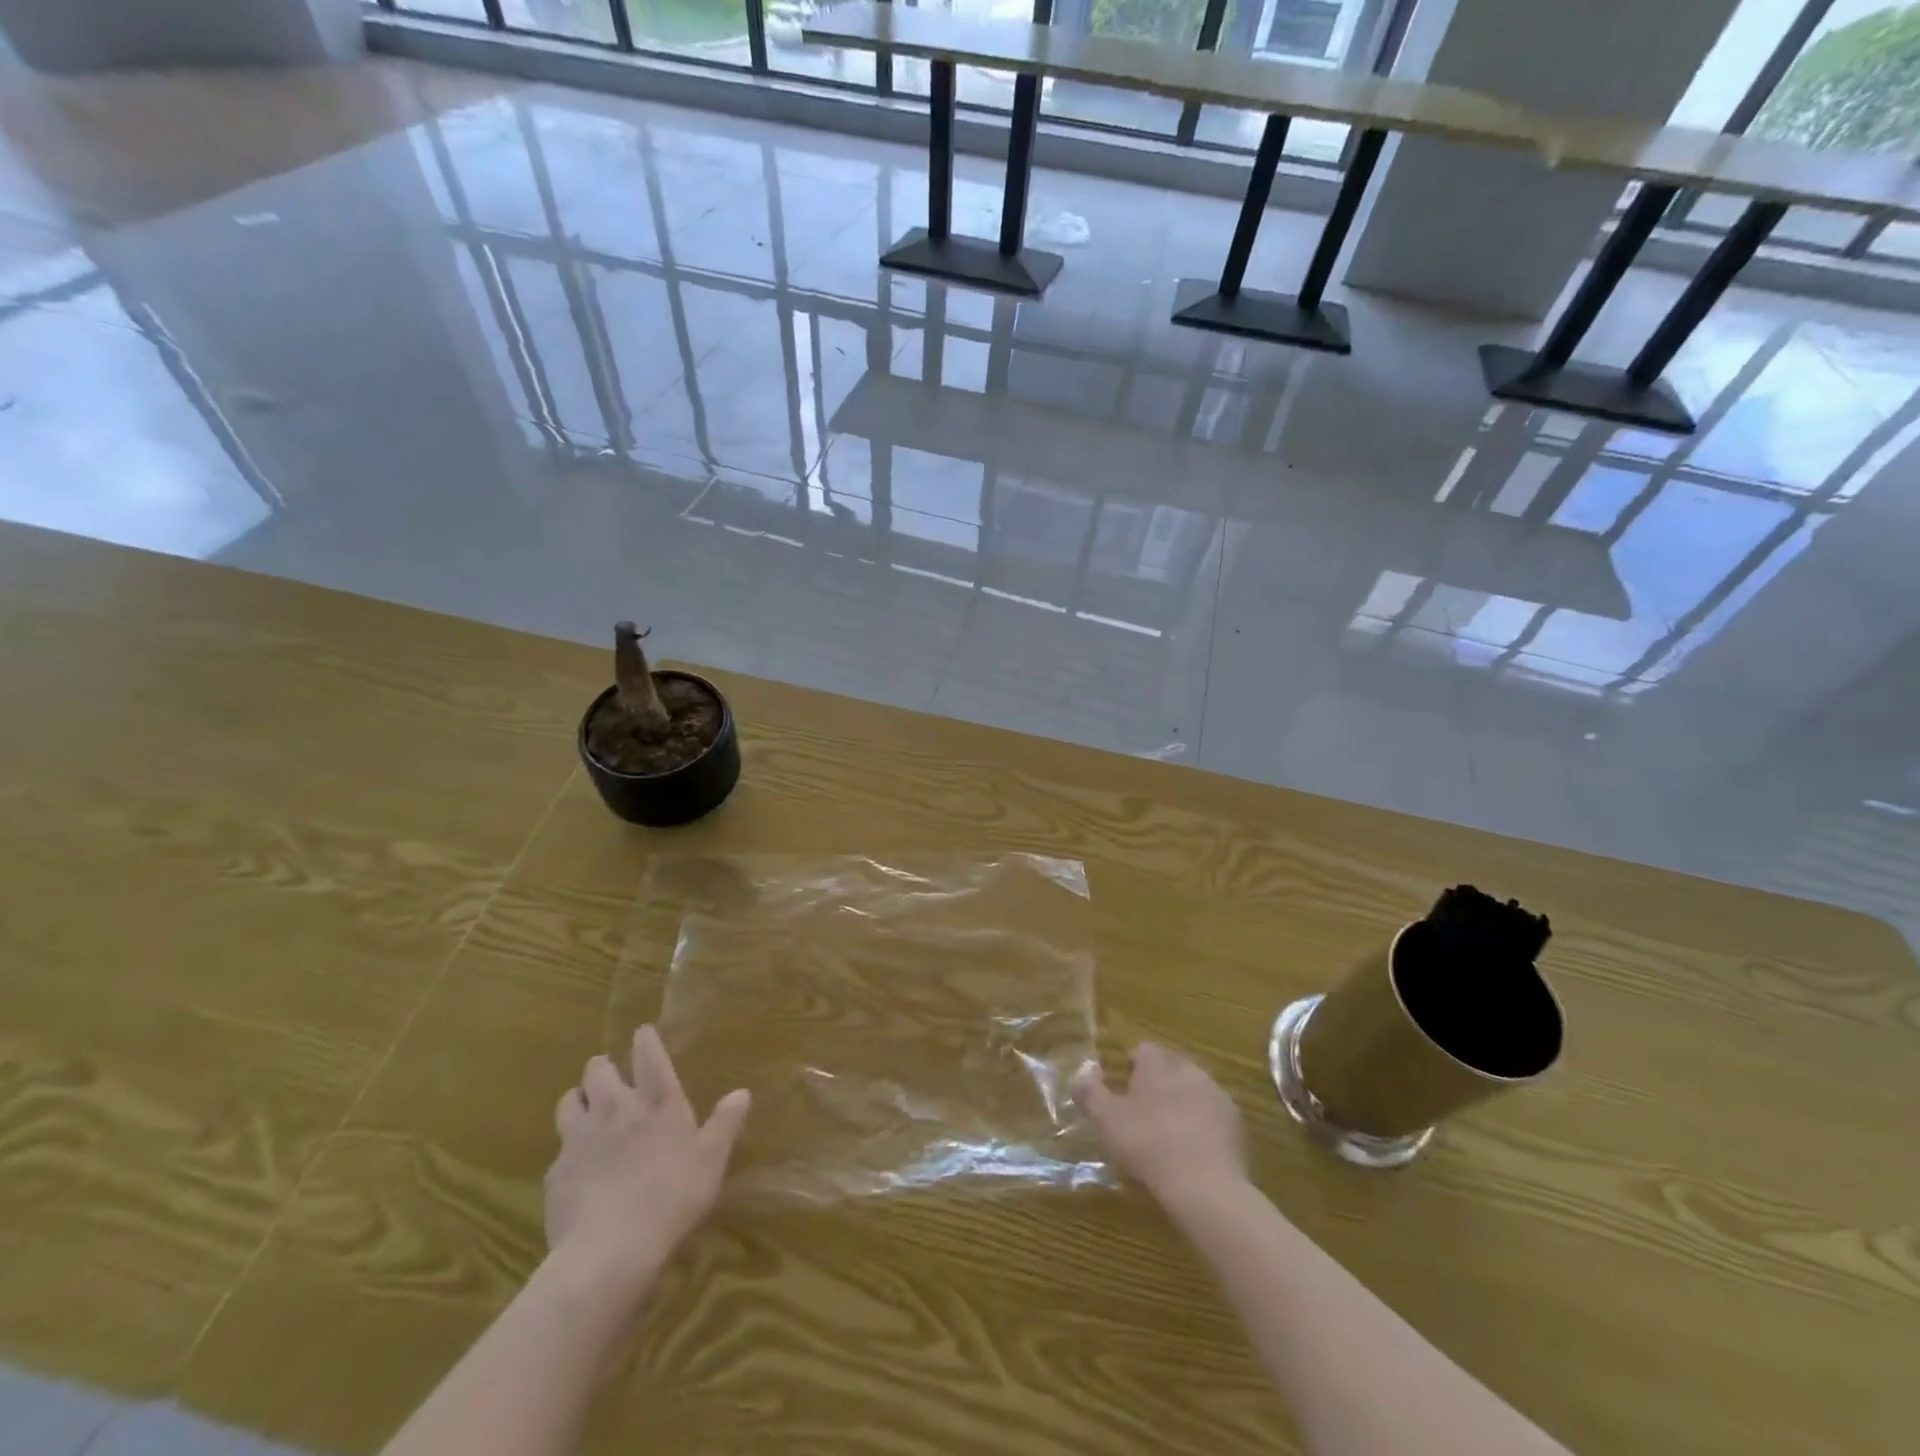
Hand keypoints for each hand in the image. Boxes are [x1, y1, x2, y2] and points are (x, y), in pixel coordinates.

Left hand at [545, 1025, 749, 1297]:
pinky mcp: (556, 1172)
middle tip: (611, 1074)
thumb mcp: (712, 1161)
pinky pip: (559, 1148)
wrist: (608, 1251)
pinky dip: (568, 1147)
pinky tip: (576, 1164)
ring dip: (579, 1097)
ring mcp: (581, 1139)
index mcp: (657, 1102)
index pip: (649, 1056)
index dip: (645, 1040)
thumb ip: (725, 1123)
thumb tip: (741, 1092)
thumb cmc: (671, 1197)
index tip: (642, 1032)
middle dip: (603, 1066)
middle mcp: (616, 1109)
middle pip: (599, 1070)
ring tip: (586, 1106)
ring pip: (570, 1100)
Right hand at [1071, 1042, 1245, 1202]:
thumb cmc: (1148, 1146)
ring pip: (1193, 1088)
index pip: (1142, 1050)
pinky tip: (1193, 1150)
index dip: (1130, 1068)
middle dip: (1157, 1083)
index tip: (1123, 1093)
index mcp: (1157, 1064)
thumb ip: (1089, 1092)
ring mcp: (1216, 1094)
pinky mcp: (1235, 1122)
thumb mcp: (1106, 1121)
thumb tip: (1081, 1073)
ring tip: (1169, 1134)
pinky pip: (1212, 1114)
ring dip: (1181, 1102)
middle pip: (1169, 1066)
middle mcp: (1188, 1069)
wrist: (1206, 1187)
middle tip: (1143, 1114)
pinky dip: (1202, 1124)